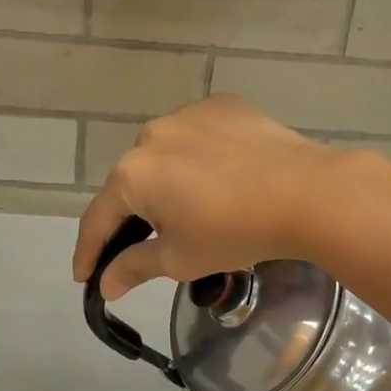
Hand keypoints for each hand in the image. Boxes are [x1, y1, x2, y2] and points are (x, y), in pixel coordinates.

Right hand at [73, 95, 353, 298]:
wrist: (306, 192)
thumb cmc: (234, 232)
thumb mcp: (180, 259)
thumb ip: (134, 267)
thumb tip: (106, 285)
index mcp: (132, 174)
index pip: (99, 218)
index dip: (89, 252)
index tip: (84, 276)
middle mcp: (150, 135)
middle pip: (132, 182)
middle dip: (135, 214)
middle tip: (149, 242)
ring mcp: (188, 114)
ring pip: (166, 154)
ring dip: (169, 180)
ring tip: (195, 205)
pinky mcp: (222, 106)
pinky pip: (199, 135)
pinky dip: (201, 156)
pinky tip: (222, 174)